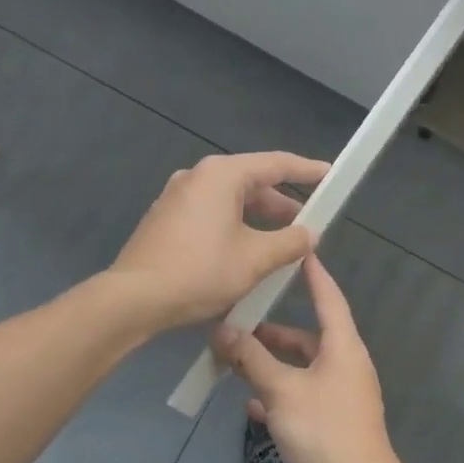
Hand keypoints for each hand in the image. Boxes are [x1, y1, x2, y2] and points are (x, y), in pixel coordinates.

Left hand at [109, 152, 328, 329]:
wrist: (135, 298)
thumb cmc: (200, 271)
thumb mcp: (255, 259)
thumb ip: (289, 242)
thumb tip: (309, 234)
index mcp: (221, 175)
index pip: (275, 164)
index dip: (306, 170)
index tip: (329, 175)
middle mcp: (197, 177)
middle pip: (250, 181)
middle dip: (281, 203)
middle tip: (307, 223)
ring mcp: (176, 197)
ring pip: (229, 201)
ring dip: (258, 219)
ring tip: (280, 244)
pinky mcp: (165, 220)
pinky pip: (210, 214)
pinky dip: (234, 226)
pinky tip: (244, 253)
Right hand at [213, 254, 406, 462]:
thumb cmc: (324, 431)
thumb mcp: (282, 391)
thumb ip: (252, 360)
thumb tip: (224, 331)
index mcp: (343, 347)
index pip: (328, 298)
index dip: (313, 274)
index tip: (299, 251)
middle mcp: (345, 366)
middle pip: (308, 337)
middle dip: (274, 333)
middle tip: (239, 323)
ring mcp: (340, 396)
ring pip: (301, 370)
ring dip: (272, 366)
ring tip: (236, 362)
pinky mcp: (332, 423)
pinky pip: (301, 398)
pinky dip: (278, 395)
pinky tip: (251, 403)